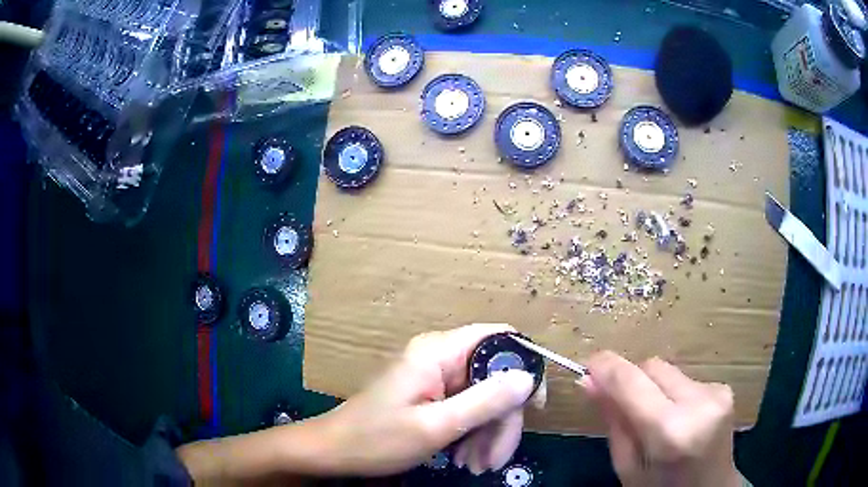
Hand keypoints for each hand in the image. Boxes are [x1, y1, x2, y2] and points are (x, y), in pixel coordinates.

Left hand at [315, 323, 536, 475]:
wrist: (335, 451)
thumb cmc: (377, 439)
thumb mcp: (435, 426)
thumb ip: (485, 401)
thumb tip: (528, 378)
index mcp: (438, 351)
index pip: (498, 338)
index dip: (524, 366)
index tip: (535, 406)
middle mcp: (440, 357)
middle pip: (494, 378)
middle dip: (501, 420)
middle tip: (496, 459)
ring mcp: (436, 377)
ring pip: (484, 398)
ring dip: (487, 433)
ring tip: (478, 466)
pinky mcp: (433, 395)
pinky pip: (467, 409)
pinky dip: (472, 434)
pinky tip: (467, 459)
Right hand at [582, 352, 740, 486]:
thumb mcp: (627, 467)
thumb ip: (613, 422)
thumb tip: (589, 382)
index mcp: (670, 431)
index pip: (632, 382)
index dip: (606, 367)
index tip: (587, 363)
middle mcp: (698, 403)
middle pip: (652, 367)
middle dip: (631, 379)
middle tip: (619, 403)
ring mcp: (716, 393)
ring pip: (668, 372)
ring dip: (653, 388)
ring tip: (654, 419)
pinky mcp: (724, 388)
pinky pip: (685, 380)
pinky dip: (672, 393)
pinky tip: (677, 418)